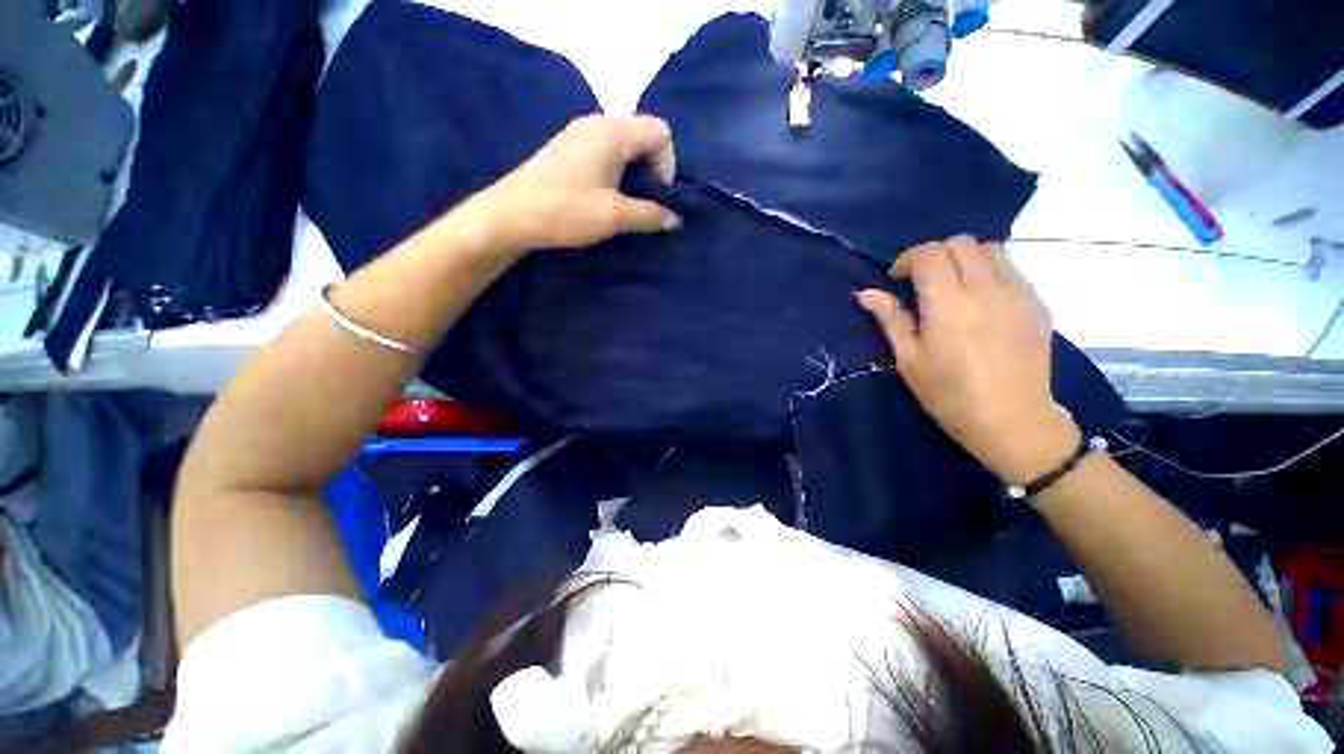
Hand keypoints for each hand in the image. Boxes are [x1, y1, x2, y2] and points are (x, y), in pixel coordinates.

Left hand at [477, 114, 681, 253]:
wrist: (512, 215)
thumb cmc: (567, 211)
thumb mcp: (615, 217)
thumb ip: (650, 215)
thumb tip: (675, 221)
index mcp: (613, 132)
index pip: (660, 130)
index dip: (668, 162)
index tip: (656, 193)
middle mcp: (597, 123)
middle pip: (643, 133)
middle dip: (653, 166)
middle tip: (644, 199)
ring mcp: (579, 133)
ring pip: (623, 142)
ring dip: (634, 169)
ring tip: (626, 200)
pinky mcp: (567, 146)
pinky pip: (605, 148)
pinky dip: (616, 168)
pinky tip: (605, 193)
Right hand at [856, 236, 1080, 484]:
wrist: (1012, 419)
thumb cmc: (949, 394)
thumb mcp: (909, 359)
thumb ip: (890, 319)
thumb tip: (865, 293)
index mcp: (949, 304)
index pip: (929, 255)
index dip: (907, 259)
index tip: (896, 279)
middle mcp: (986, 288)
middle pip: (960, 243)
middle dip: (934, 254)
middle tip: (921, 281)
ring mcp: (1018, 293)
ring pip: (990, 248)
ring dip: (964, 257)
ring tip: (952, 284)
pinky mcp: (1036, 303)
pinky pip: (1011, 268)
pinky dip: (988, 270)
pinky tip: (979, 299)